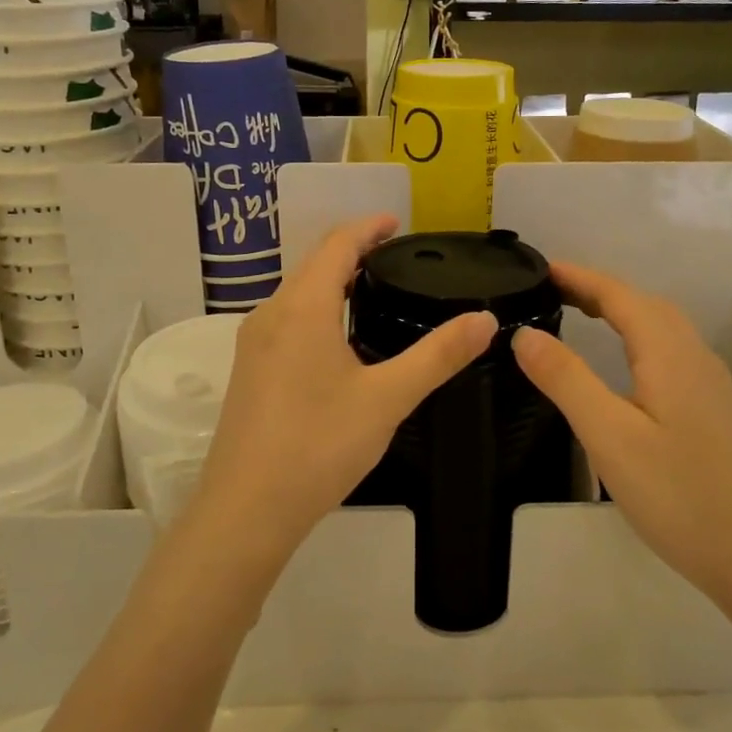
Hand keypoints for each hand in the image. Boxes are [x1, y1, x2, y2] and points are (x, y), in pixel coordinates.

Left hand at [189, 215, 496, 563]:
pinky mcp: (248, 372)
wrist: (246, 509)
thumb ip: (438, 355)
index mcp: (303, 308)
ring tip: (371, 290)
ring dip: (332, 281)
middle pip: (313, 265)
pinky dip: (316, 309)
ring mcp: (253, 345)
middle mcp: (271, 315)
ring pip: (297, 294)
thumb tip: (485, 320)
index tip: (397, 222)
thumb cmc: (319, 445)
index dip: (367, 227)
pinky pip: (286, 320)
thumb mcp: (388, 398)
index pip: (336, 245)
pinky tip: (338, 340)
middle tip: (395, 256)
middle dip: (352, 251)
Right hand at [512, 263, 731, 607]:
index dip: (579, 277)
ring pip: (660, 326)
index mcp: (670, 353)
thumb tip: (523, 334)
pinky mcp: (711, 407)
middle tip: (550, 289)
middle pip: (643, 303)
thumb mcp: (608, 436)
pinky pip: (668, 349)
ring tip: (579, 312)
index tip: (540, 268)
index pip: (619, 295)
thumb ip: (565, 379)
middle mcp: (694, 356)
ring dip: (619, 309)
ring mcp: (708, 382)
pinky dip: (636, 335)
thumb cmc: (676, 494)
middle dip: (597, 288)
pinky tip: (623, 359)